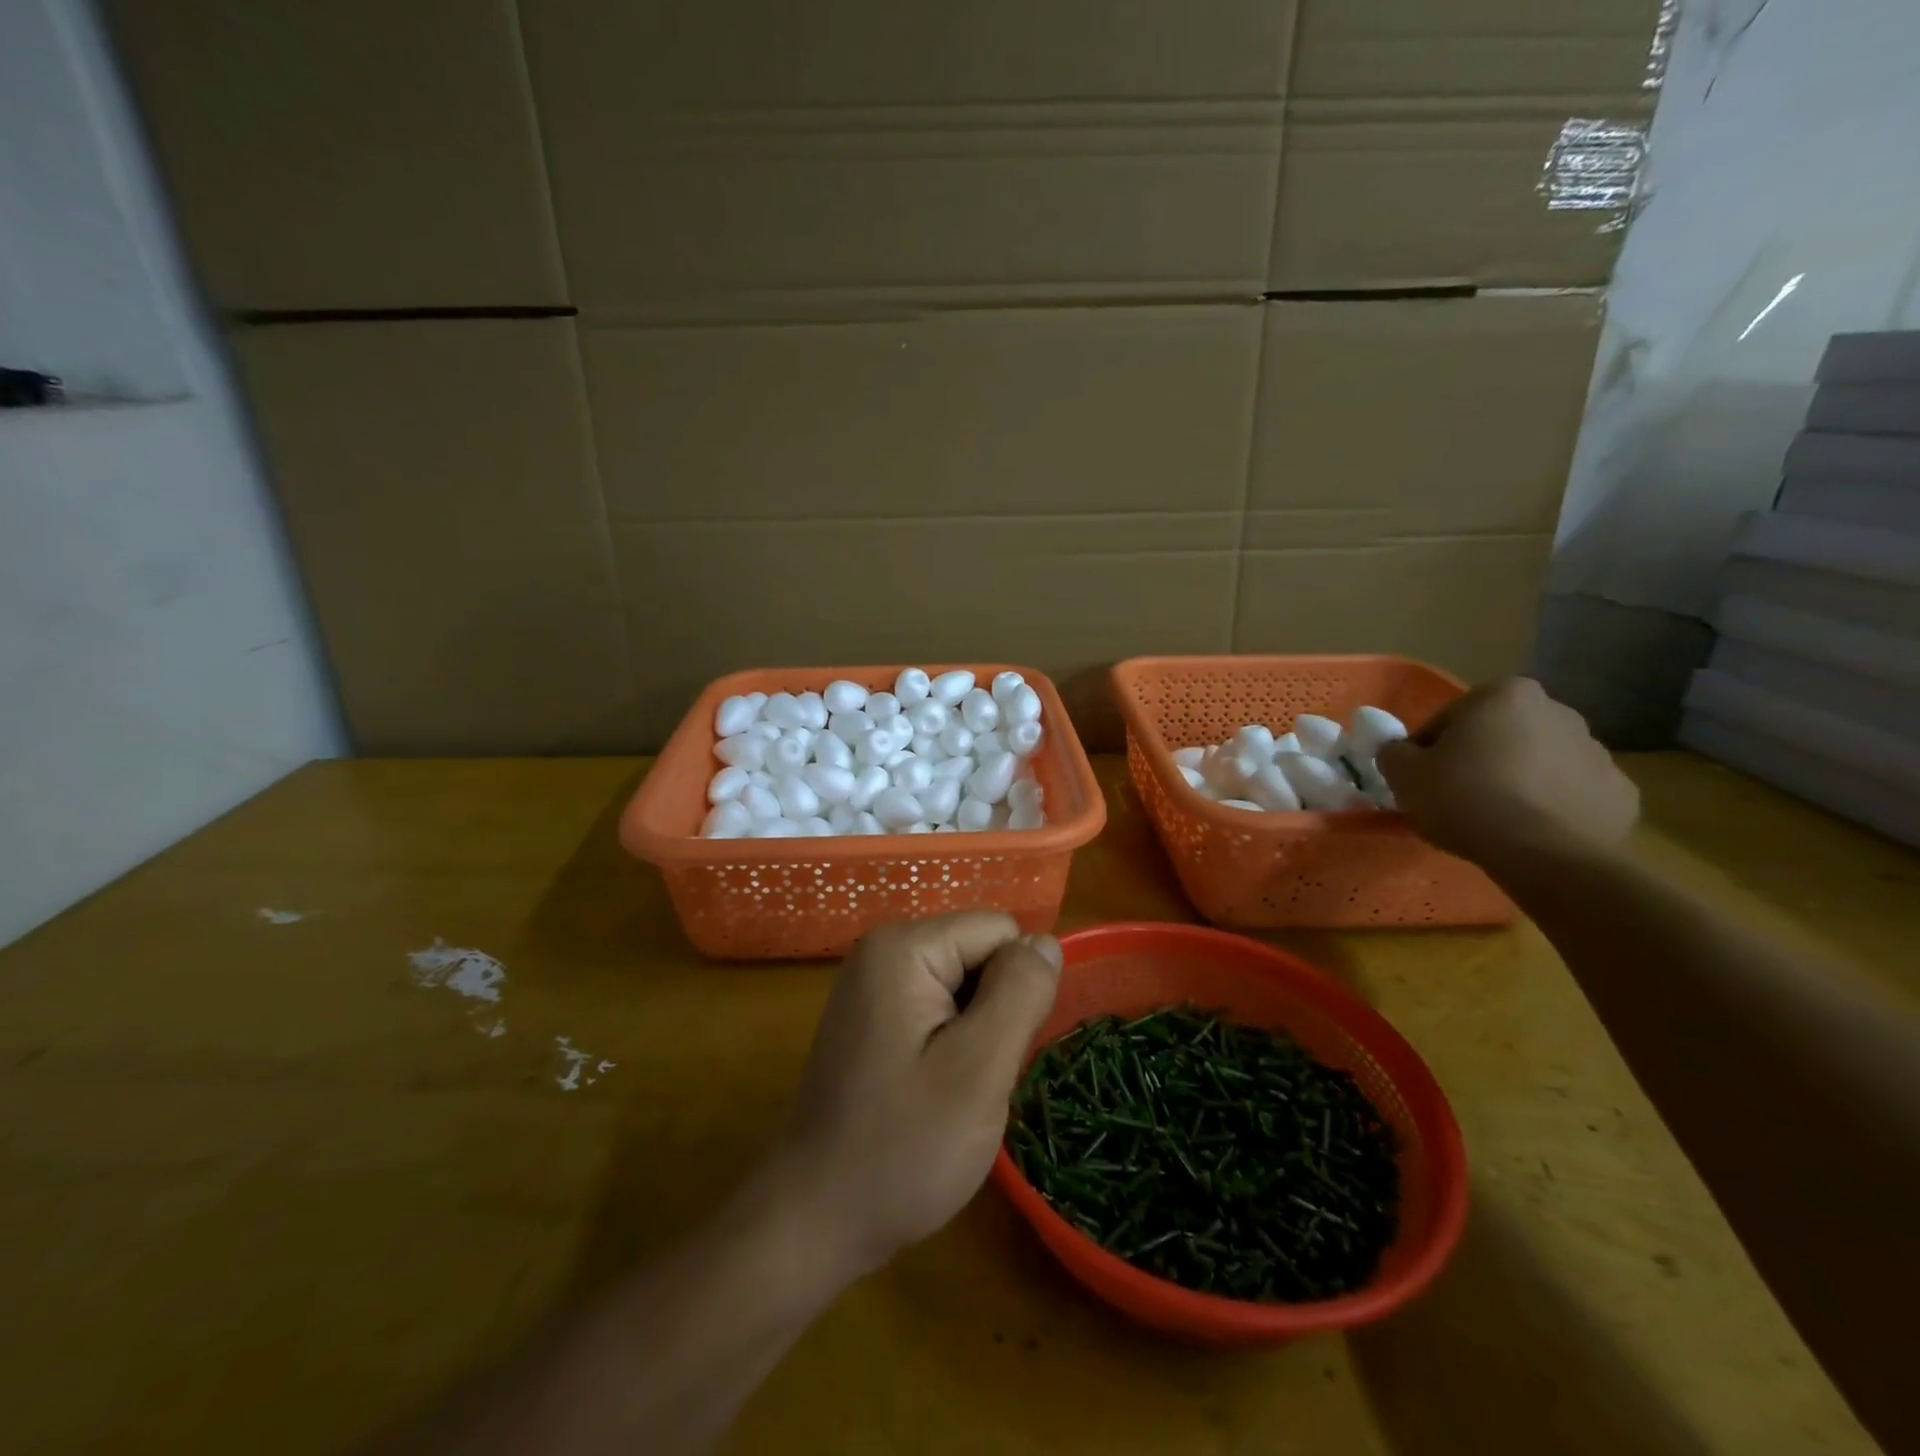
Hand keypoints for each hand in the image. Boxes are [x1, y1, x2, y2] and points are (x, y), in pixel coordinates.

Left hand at [762, 913, 1062, 1281]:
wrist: (814, 1221)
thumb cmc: (901, 1149)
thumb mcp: (979, 1070)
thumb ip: (1020, 993)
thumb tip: (1047, 942)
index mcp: (904, 947)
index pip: (1001, 933)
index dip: (1016, 992)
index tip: (992, 1055)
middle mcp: (884, 950)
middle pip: (980, 955)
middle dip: (995, 1013)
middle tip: (972, 1080)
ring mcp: (874, 984)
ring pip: (966, 986)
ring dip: (977, 1035)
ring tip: (953, 1090)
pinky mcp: (873, 1017)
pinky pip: (940, 1010)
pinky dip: (953, 1047)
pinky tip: (934, 1091)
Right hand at [1377, 676, 1638, 868]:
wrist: (1545, 855)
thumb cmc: (1465, 798)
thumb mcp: (1403, 773)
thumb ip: (1394, 752)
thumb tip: (1400, 752)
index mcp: (1504, 694)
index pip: (1450, 718)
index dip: (1428, 749)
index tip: (1422, 778)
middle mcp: (1558, 711)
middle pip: (1500, 735)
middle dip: (1479, 759)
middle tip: (1455, 796)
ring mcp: (1598, 752)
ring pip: (1539, 763)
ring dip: (1517, 781)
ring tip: (1494, 819)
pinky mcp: (1621, 793)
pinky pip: (1571, 794)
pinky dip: (1552, 807)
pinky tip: (1531, 832)